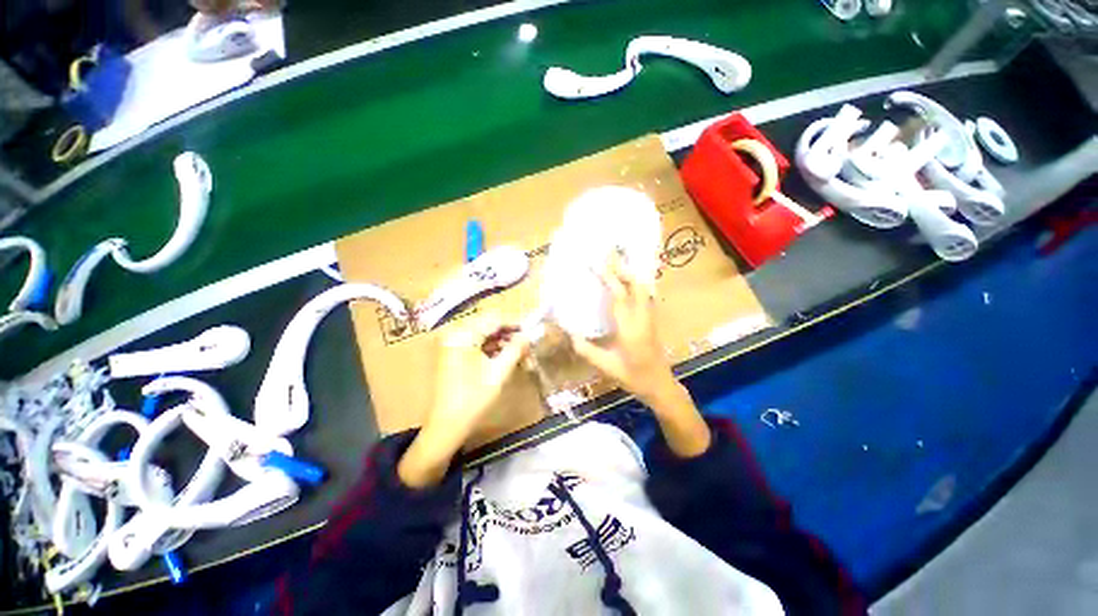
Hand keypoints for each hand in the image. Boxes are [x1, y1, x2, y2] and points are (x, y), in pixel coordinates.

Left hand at [398, 327, 529, 487]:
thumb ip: (515, 349)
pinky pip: (476, 344)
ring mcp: (452, 344)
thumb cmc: (474, 399)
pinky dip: (491, 349)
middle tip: (527, 345)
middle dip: (509, 334)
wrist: (447, 426)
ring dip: (502, 342)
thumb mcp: (499, 372)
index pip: (493, 319)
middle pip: (488, 326)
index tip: (531, 330)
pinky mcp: (453, 354)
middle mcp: (455, 334)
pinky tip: (505, 357)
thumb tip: (529, 335)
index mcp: (463, 335)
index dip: (514, 323)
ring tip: (520, 353)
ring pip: (483, 335)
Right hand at [570, 257, 710, 456]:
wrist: (660, 386)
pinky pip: (644, 295)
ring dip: (630, 275)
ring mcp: (650, 318)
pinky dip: (635, 284)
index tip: (598, 263)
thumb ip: (586, 350)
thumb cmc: (633, 377)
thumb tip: (569, 333)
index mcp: (630, 328)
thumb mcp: (606, 366)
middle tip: (608, 256)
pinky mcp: (652, 320)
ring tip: (616, 265)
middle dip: (622, 269)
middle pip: (636, 286)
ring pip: (643, 289)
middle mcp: (642, 318)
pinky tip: (628, 283)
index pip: (619, 296)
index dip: (609, 277)